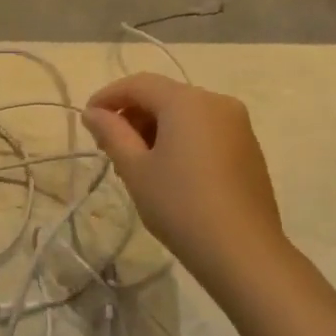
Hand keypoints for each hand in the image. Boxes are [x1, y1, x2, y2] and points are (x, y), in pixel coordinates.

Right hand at [83, 73, 289, 284]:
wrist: (242, 250)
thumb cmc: (179, 205)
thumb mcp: (135, 168)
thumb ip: (112, 133)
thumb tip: (93, 113)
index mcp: (187, 101)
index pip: (139, 84)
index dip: (108, 97)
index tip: (87, 120)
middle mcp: (217, 102)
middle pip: (164, 96)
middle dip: (132, 115)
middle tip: (109, 148)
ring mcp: (238, 125)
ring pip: (185, 114)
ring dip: (155, 129)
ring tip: (136, 164)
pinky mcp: (248, 148)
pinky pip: (205, 130)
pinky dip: (180, 139)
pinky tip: (168, 171)